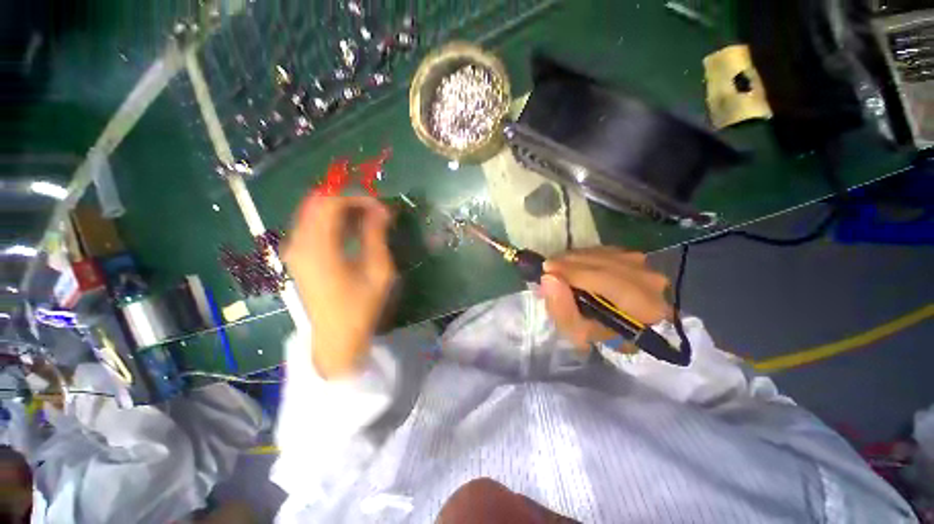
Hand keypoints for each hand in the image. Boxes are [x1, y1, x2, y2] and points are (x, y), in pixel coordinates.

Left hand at [283, 195, 395, 378]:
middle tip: (374, 210)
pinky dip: (331, 220)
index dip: (358, 198)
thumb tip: (382, 210)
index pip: (331, 204)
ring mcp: (294, 250)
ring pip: (312, 211)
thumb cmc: (361, 306)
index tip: (381, 207)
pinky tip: (350, 231)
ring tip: (366, 219)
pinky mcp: (296, 256)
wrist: (336, 337)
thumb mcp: (378, 271)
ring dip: (340, 209)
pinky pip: (310, 225)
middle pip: (317, 202)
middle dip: (348, 200)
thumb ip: (377, 236)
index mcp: (319, 249)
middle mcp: (299, 244)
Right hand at [540, 247, 670, 349]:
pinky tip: (574, 264)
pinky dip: (585, 255)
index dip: (573, 272)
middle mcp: (650, 282)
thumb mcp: (577, 331)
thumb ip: (562, 309)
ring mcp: (645, 266)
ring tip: (558, 267)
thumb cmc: (599, 332)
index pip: (606, 280)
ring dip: (576, 258)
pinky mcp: (636, 257)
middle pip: (604, 263)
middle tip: (548, 267)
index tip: (547, 270)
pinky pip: (604, 250)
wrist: (621, 324)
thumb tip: (549, 278)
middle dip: (570, 262)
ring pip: (603, 254)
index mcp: (643, 308)